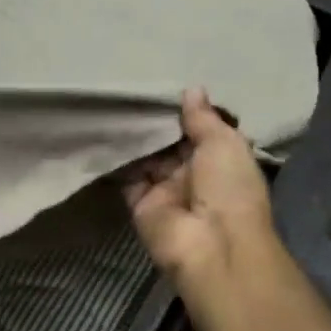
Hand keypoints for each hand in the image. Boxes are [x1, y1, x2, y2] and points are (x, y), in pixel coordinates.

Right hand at [123, 88, 285, 306]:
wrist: (210, 244)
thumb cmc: (228, 188)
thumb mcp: (224, 143)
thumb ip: (203, 118)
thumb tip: (192, 89)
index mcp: (221, 160)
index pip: (199, 131)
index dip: (183, 112)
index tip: (161, 87)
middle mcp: (193, 175)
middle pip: (169, 144)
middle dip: (154, 122)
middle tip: (130, 90)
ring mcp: (165, 191)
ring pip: (145, 158)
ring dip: (133, 138)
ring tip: (112, 104)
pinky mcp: (140, 204)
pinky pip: (125, 177)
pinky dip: (115, 159)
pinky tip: (102, 132)